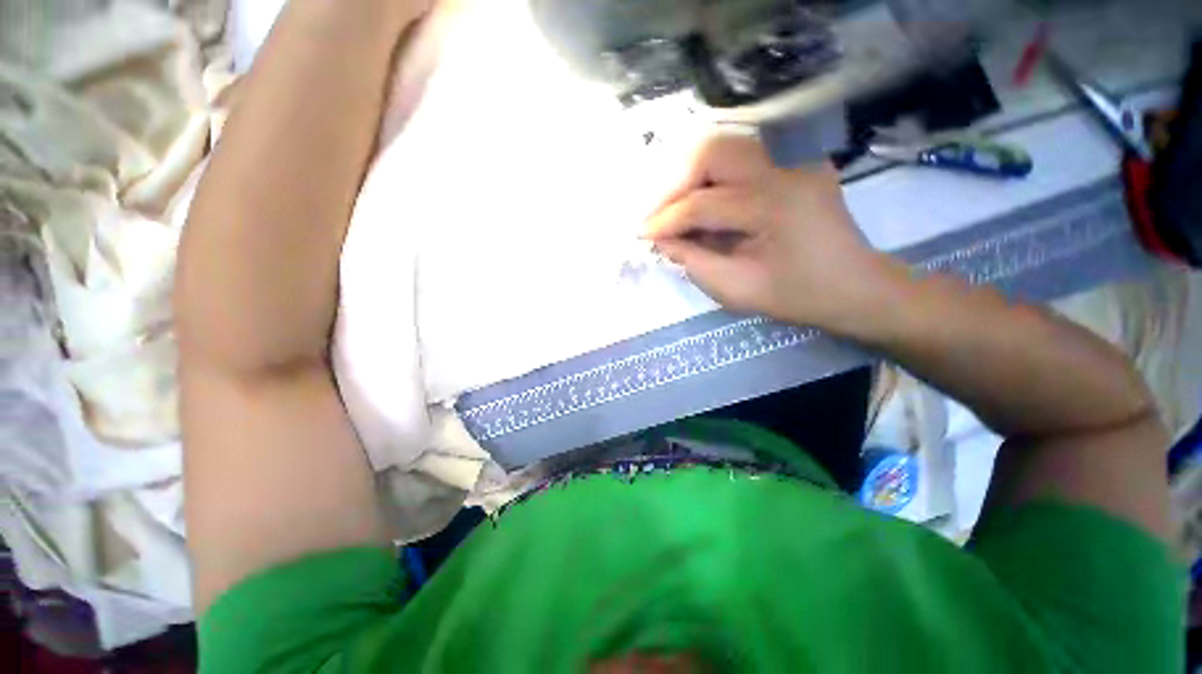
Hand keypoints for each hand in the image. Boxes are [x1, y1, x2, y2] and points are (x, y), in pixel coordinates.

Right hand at [644, 134, 897, 331]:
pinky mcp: (797, 159)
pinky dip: (715, 175)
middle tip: (661, 217)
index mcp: (775, 205)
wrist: (855, 286)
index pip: (702, 204)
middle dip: (676, 185)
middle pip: (711, 153)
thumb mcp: (737, 290)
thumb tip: (662, 241)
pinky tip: (706, 202)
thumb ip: (693, 263)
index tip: (642, 234)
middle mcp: (787, 167)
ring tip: (678, 210)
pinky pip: (743, 156)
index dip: (665, 220)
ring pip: (725, 147)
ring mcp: (796, 157)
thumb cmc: (798, 296)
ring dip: (693, 177)